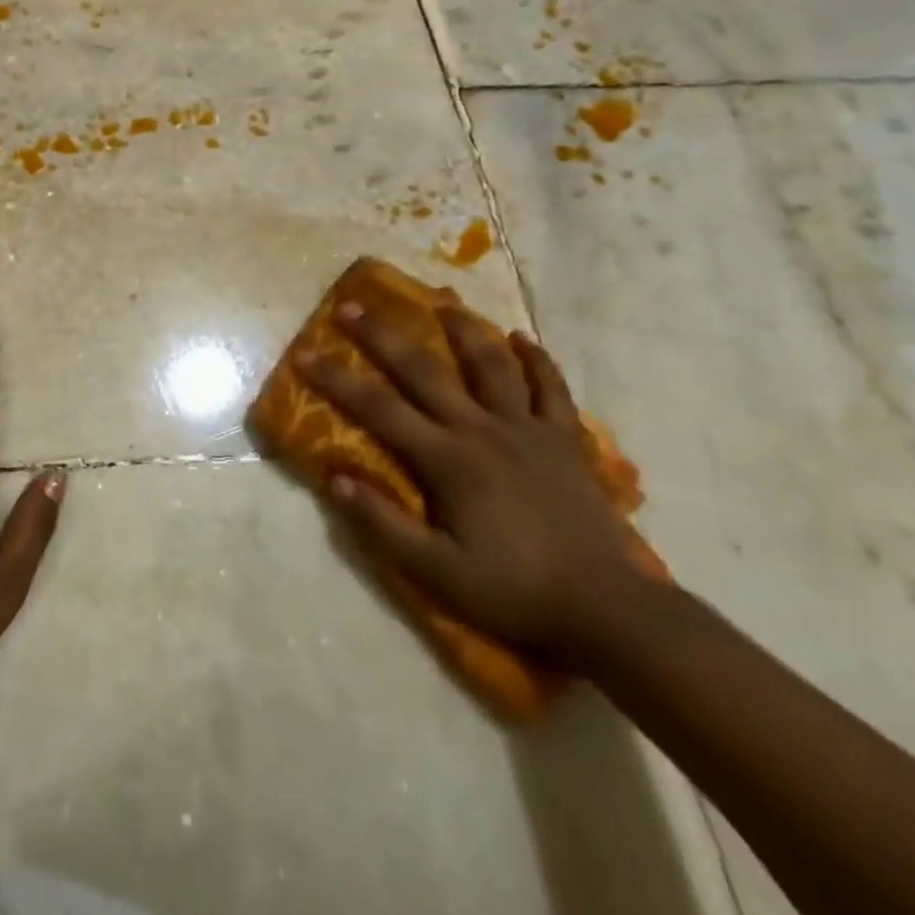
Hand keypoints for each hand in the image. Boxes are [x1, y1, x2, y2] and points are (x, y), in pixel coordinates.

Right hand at [299, 301, 649, 666]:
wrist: (609, 610)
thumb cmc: (515, 591)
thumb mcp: (437, 571)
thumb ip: (383, 524)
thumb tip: (333, 478)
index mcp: (447, 459)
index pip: (378, 408)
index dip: (337, 379)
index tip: (305, 353)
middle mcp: (482, 430)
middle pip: (424, 370)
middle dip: (383, 335)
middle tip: (352, 305)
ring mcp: (528, 431)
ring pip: (492, 365)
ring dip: (464, 330)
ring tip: (443, 303)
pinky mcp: (566, 442)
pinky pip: (551, 390)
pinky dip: (536, 361)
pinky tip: (522, 340)